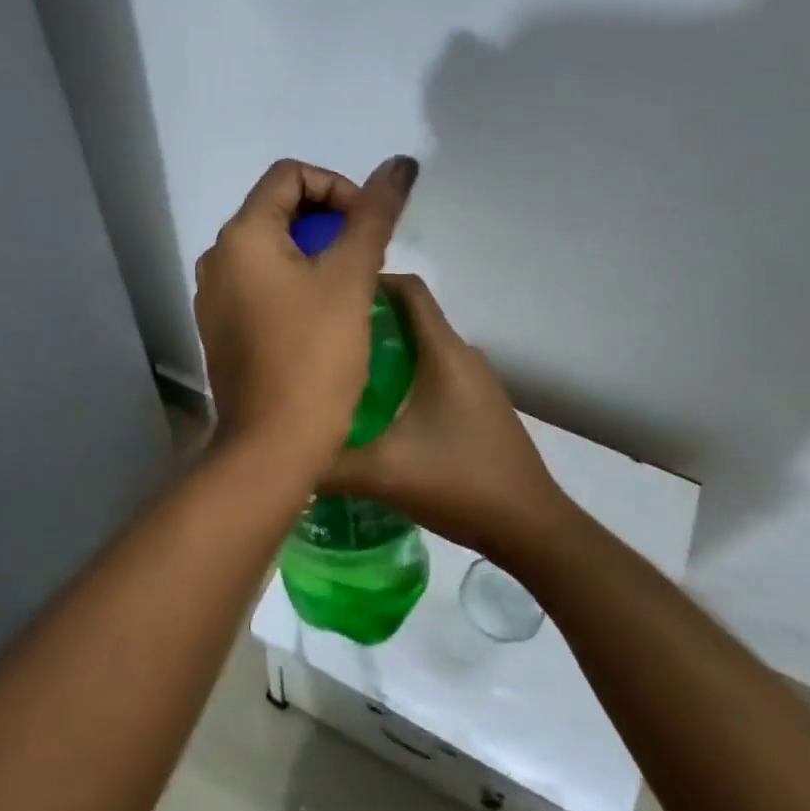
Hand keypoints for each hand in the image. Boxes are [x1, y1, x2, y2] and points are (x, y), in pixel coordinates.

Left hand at [195, 156, 418, 474]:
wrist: (272, 445)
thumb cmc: (314, 355)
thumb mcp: (351, 278)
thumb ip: (374, 215)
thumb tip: (400, 163)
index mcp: (241, 235)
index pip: (289, 175)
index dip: (337, 187)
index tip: (367, 225)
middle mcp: (217, 258)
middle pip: (277, 210)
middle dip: (328, 223)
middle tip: (364, 259)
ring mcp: (214, 296)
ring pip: (270, 251)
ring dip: (314, 255)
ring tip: (349, 289)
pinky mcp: (221, 328)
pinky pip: (259, 285)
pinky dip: (293, 284)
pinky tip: (321, 318)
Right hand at [323, 275, 567, 564]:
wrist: (530, 527)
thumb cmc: (459, 482)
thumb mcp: (382, 473)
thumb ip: (326, 463)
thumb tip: (278, 454)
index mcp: (443, 353)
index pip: (409, 289)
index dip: (370, 283)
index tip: (328, 296)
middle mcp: (463, 356)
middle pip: (410, 317)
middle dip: (366, 321)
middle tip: (320, 340)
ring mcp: (476, 382)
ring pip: (422, 348)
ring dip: (384, 352)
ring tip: (339, 373)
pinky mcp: (479, 406)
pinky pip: (434, 373)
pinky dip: (403, 377)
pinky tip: (376, 411)